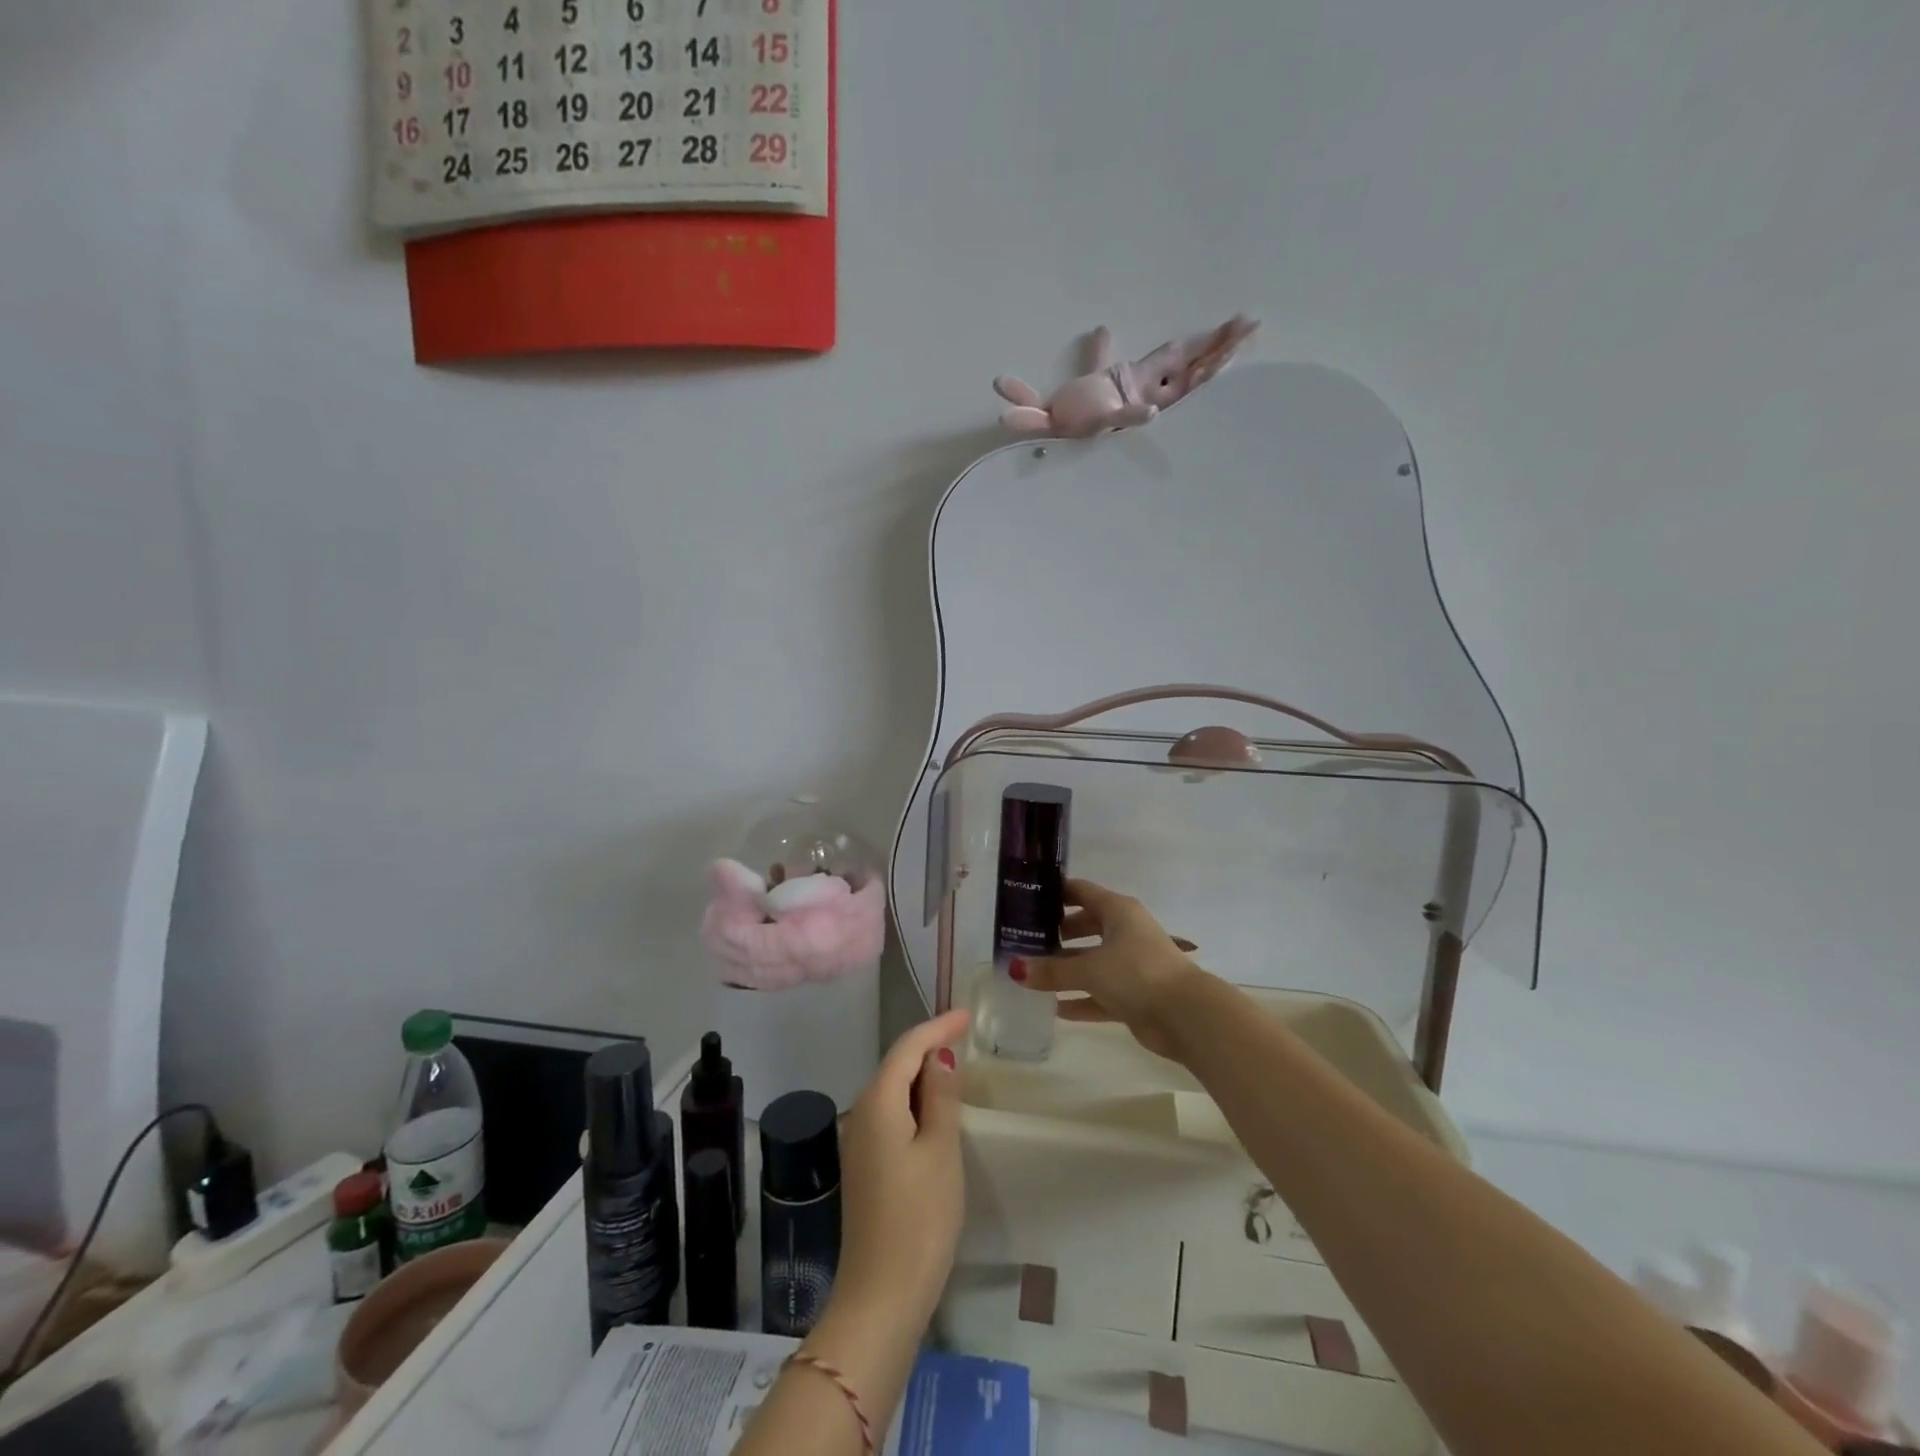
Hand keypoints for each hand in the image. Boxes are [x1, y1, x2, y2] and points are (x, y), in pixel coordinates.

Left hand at [829, 1009, 970, 1337]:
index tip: (967, 1014)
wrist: (881, 1296)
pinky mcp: (864, 1166)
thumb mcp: (941, 1150)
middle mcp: (860, 1113)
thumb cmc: (920, 1218)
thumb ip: (941, 1097)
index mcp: (877, 1102)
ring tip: (954, 1066)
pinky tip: (933, 1110)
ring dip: (920, 1075)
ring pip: (892, 1090)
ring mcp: (858, 1142)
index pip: (908, 1047)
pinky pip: (890, 1114)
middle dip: (928, 1046)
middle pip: (895, 1065)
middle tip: (964, 1035)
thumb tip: (939, 1058)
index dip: (937, 1027)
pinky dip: (913, 1101)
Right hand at [1018, 878, 1204, 1061]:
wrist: (1185, 1015)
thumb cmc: (1136, 973)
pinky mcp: (1134, 995)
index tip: (1026, 900)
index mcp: (1118, 911)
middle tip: (1024, 941)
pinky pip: (1100, 993)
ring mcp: (1131, 964)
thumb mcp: (1089, 969)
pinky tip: (1054, 1008)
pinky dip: (1080, 999)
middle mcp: (1125, 932)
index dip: (1055, 894)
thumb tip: (1015, 969)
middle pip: (1085, 926)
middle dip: (1057, 934)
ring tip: (1032, 975)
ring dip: (1066, 969)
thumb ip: (1052, 970)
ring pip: (1091, 962)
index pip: (1081, 892)